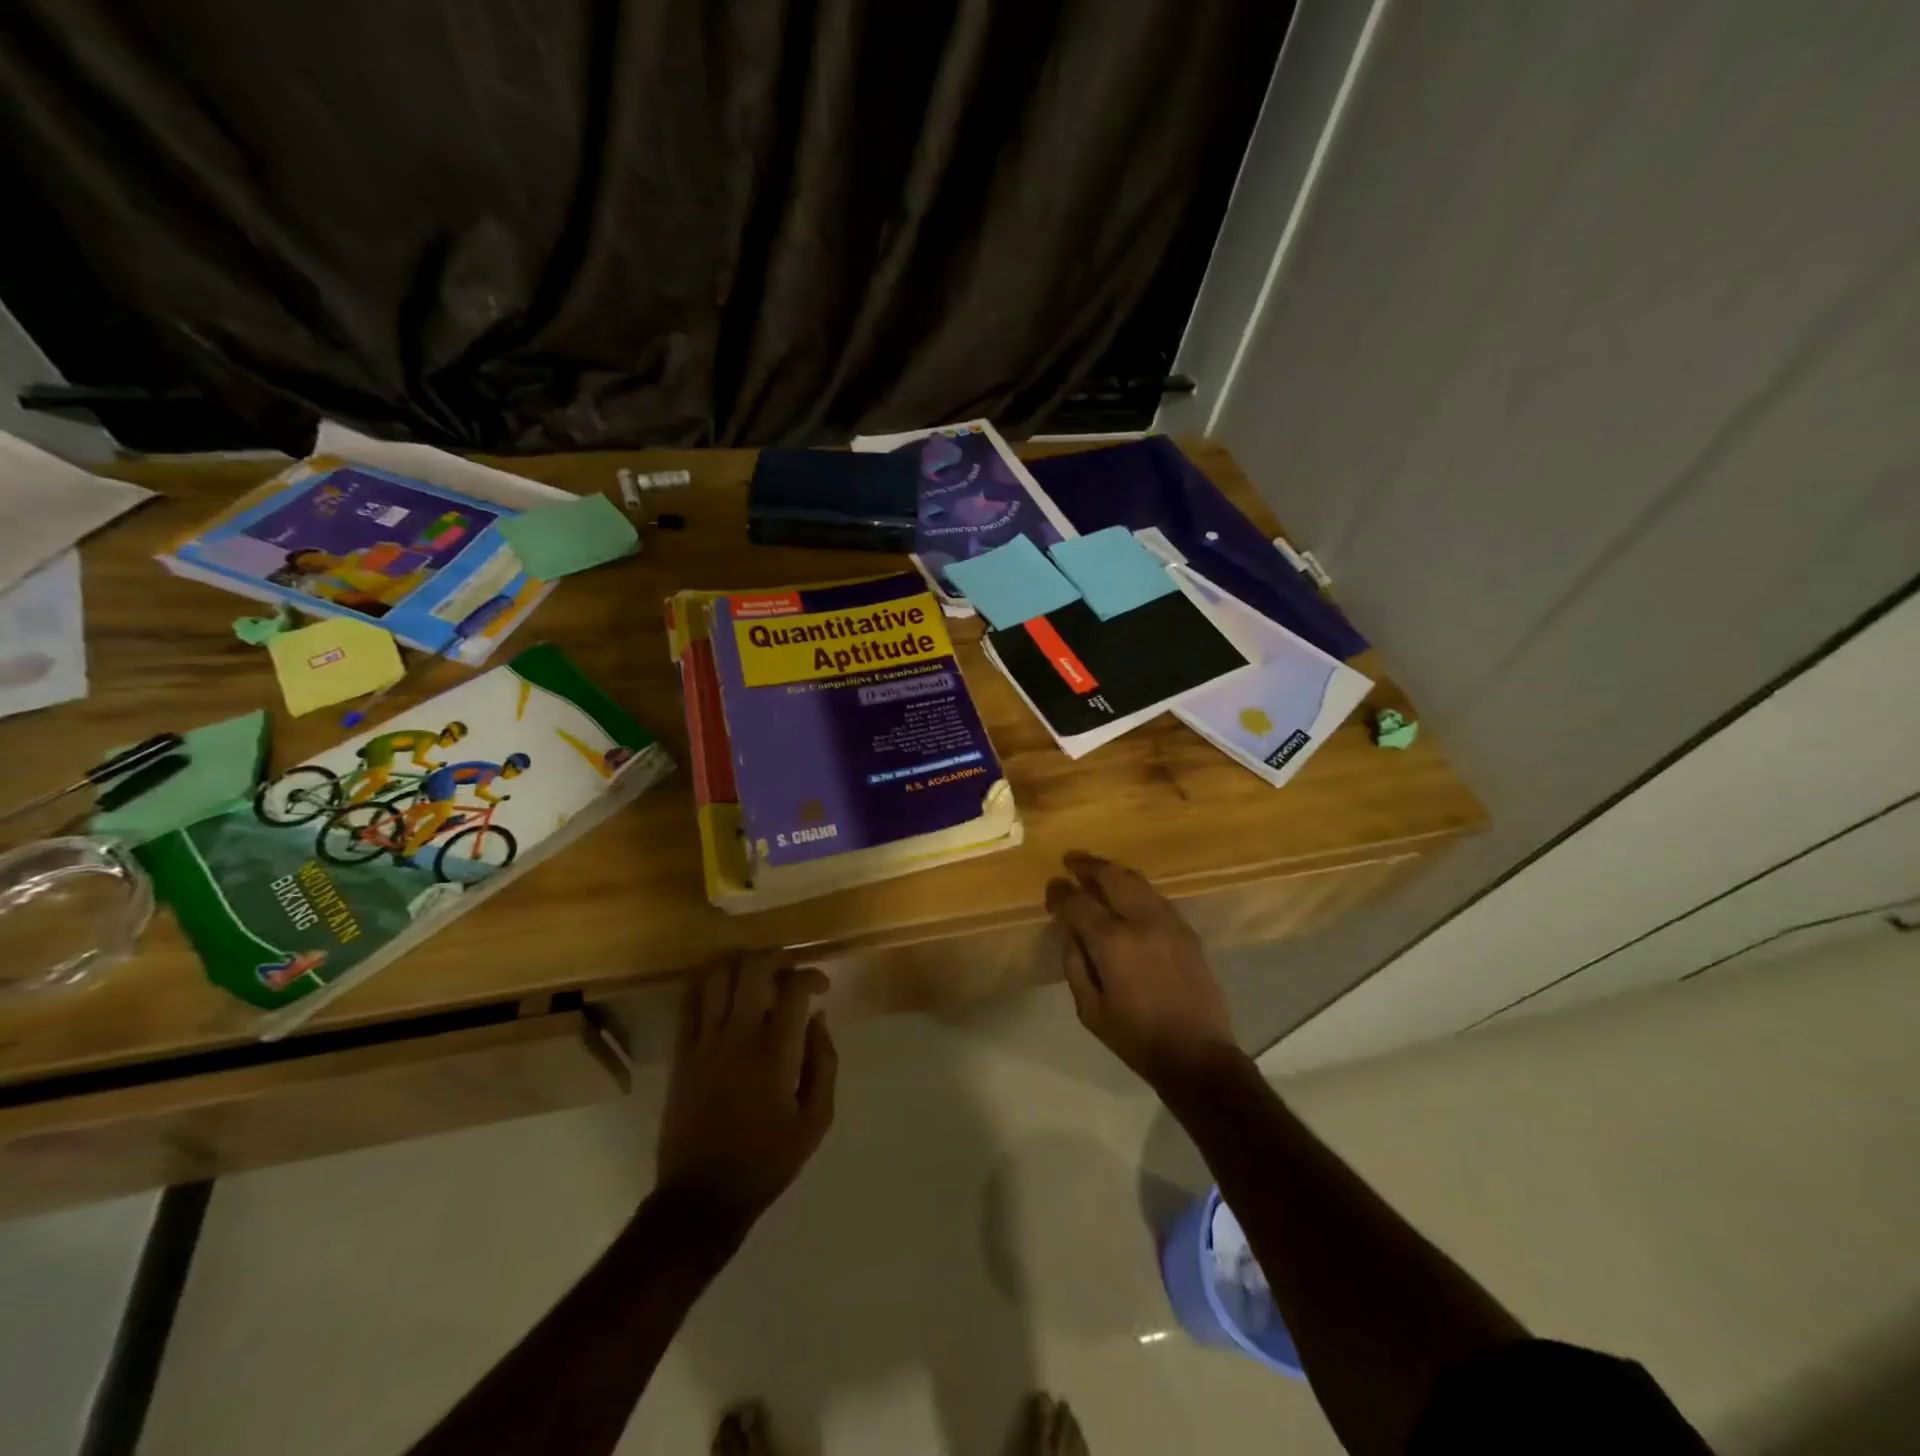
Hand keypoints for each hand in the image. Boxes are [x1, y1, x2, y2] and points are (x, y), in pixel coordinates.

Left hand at [656, 958, 836, 1237]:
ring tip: (756, 977)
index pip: (793, 987)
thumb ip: (824, 1062)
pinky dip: (706, 983)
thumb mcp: (815, 1120)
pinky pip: (688, 1001)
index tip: (821, 988)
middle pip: (753, 967)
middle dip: (776, 959)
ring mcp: (704, 1041)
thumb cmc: (766, 1161)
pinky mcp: (681, 1053)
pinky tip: (722, 990)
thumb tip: (818, 1019)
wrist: (702, 1197)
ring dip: (741, 965)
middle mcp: (738, 1035)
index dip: (811, 975)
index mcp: (776, 1051)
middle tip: (789, 973)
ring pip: (717, 975)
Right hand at [1046, 853, 1239, 1089]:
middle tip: (1072, 861)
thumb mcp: (1090, 1010)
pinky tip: (1127, 896)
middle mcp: (1141, 921)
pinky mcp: (1187, 931)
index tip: (1052, 887)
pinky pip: (1157, 897)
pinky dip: (1136, 889)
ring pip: (1137, 881)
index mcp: (1113, 943)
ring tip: (1097, 872)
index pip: (1079, 903)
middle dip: (1088, 866)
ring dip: (1114, 872)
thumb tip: (1069, 932)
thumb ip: (1075, 964)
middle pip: (1112, 876)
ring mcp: (1169, 922)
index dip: (1061, 893)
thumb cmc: (1136, 1037)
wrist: (1197, 1055)